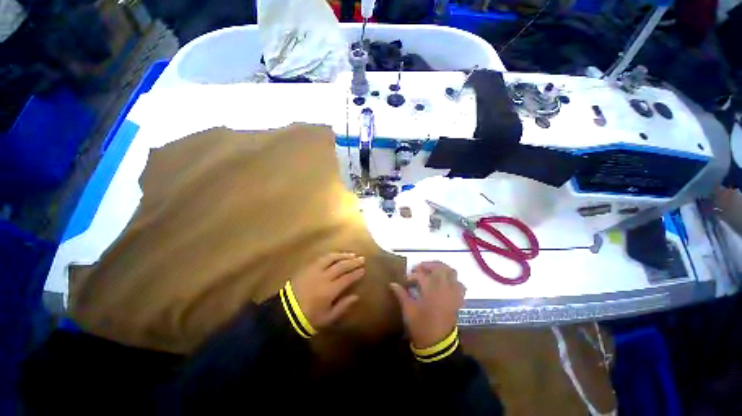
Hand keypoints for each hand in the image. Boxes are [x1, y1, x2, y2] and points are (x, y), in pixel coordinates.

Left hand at [291, 253, 364, 329]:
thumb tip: (356, 296)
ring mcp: (314, 270)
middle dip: (353, 262)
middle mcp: (324, 277)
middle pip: (341, 266)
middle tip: (361, 258)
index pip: (347, 278)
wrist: (285, 313)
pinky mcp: (307, 268)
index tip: (363, 269)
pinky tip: (336, 255)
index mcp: (329, 290)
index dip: (356, 273)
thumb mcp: (328, 317)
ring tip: (351, 254)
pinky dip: (331, 255)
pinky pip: (321, 258)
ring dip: (343, 255)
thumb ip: (343, 306)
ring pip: (331, 258)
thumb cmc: (308, 318)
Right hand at [390, 261, 464, 348]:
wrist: (438, 345)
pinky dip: (453, 281)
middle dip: (429, 265)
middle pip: (440, 268)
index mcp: (431, 290)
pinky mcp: (458, 300)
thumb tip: (392, 284)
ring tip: (432, 272)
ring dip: (442, 269)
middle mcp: (444, 288)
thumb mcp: (408, 309)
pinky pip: (460, 285)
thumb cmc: (421, 326)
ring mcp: (452, 293)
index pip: (421, 275)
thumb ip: (401, 294)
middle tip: (419, 269)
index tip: (406, 280)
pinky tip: (445, 284)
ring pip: (452, 273)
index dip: (412, 276)